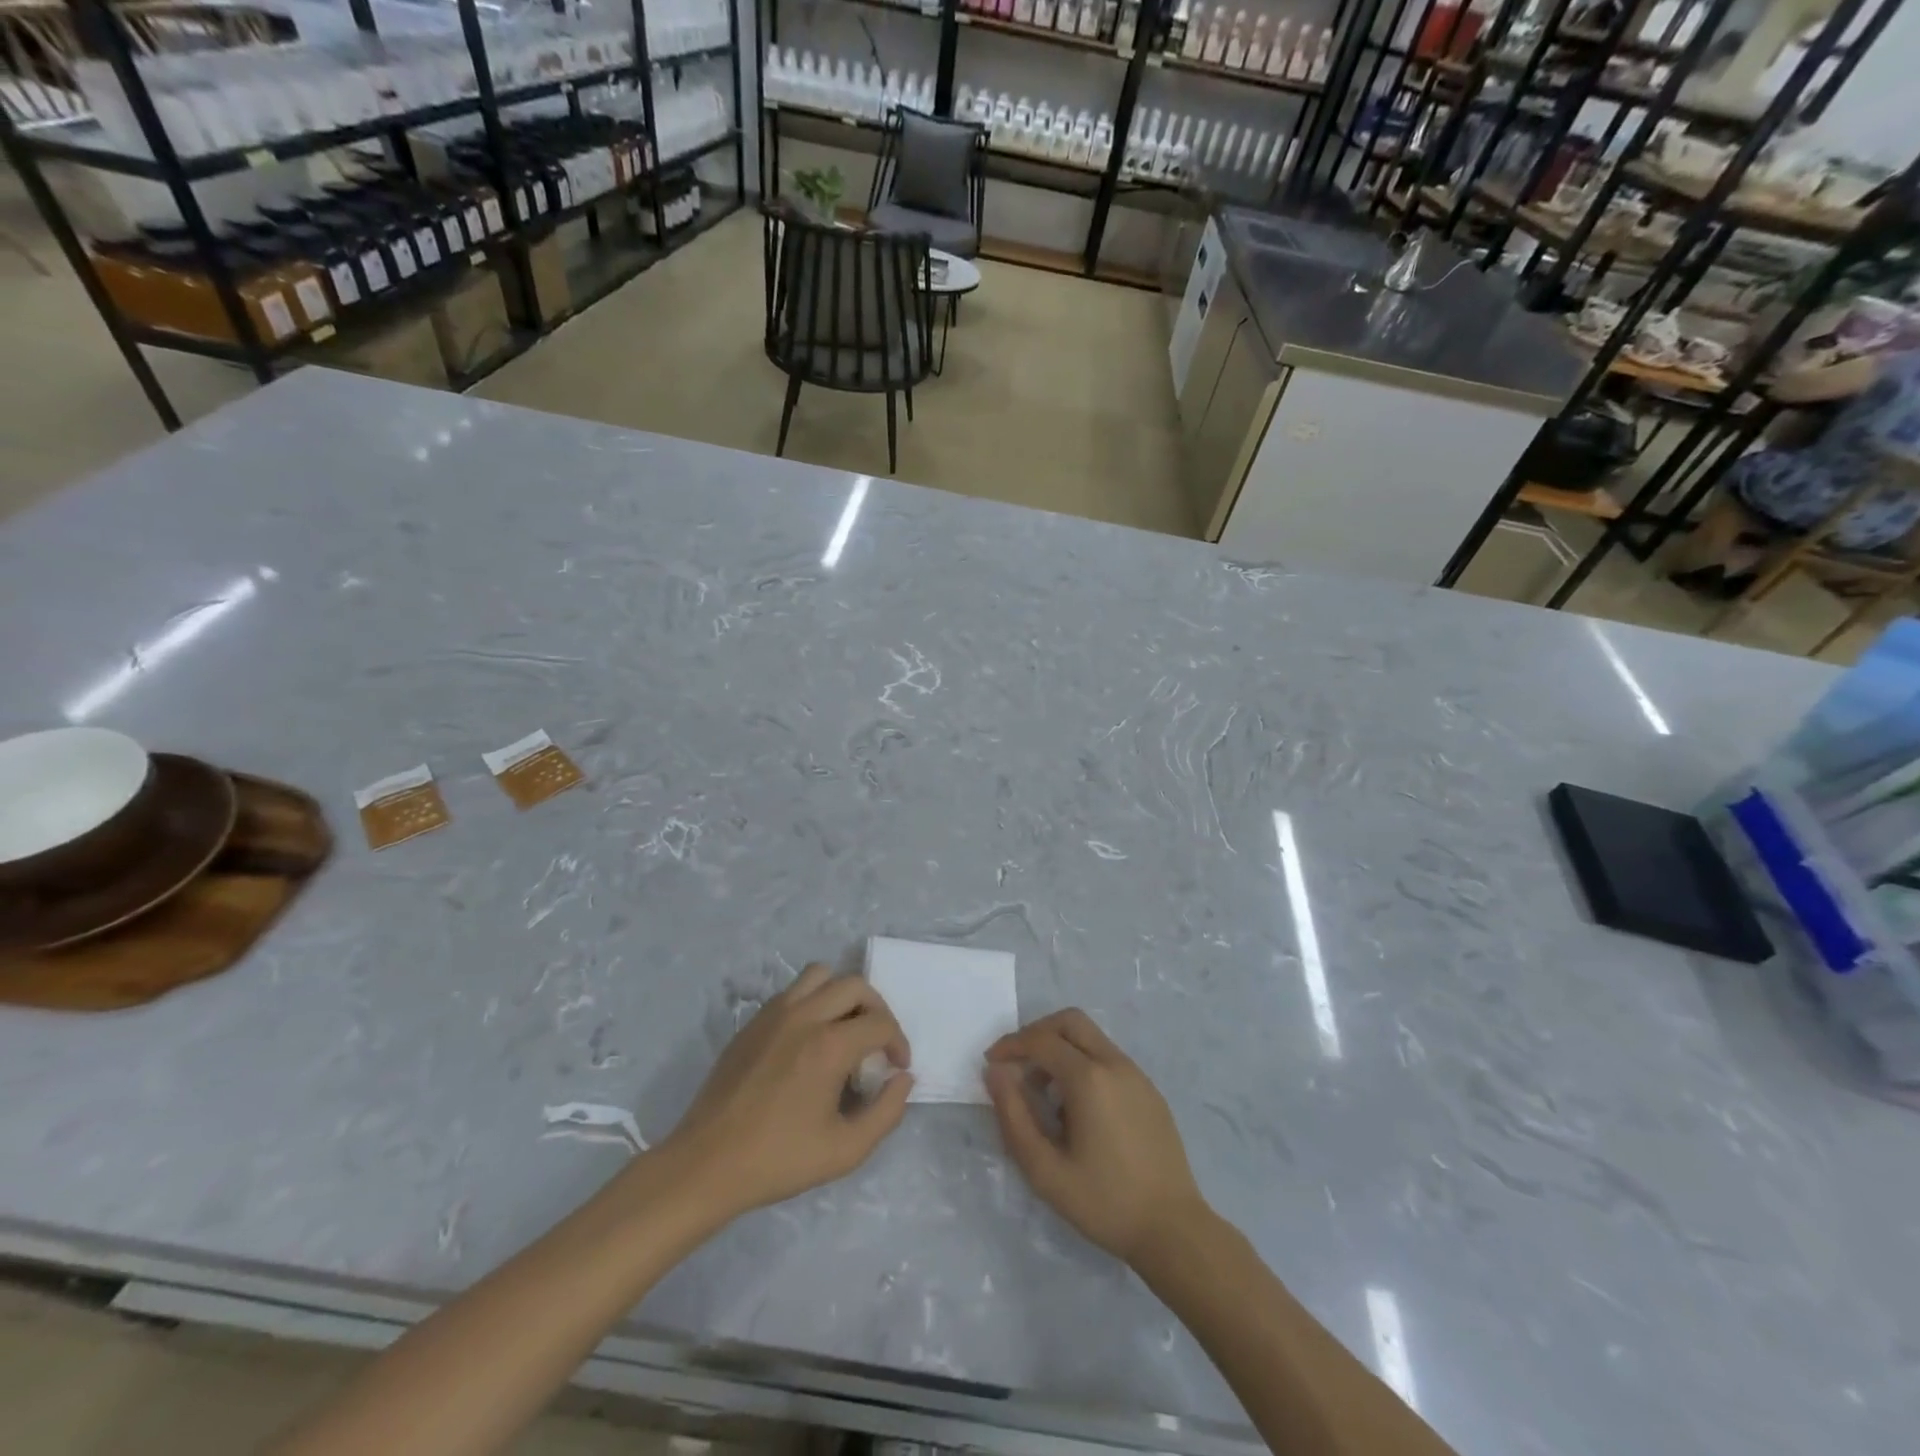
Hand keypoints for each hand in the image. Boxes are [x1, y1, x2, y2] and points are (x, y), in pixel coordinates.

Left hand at [664, 964, 912, 1219]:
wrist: (707, 1164)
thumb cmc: (779, 1160)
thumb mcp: (845, 1150)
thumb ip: (886, 1112)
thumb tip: (903, 1079)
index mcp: (829, 1045)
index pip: (880, 1023)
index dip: (898, 1043)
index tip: (897, 1068)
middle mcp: (805, 1016)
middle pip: (855, 985)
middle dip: (877, 1010)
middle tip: (876, 1043)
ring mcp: (774, 1014)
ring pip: (820, 975)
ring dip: (842, 995)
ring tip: (844, 1028)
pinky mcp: (753, 1021)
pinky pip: (793, 991)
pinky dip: (812, 1001)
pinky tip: (810, 1039)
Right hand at [984, 1008, 1208, 1266]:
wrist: (1173, 1230)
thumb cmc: (1104, 1202)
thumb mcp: (1045, 1170)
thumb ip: (1014, 1116)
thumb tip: (995, 1072)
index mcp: (1089, 1078)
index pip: (1041, 1040)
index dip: (1010, 1045)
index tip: (990, 1063)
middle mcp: (1115, 1063)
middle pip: (1069, 1022)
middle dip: (1037, 1034)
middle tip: (1017, 1064)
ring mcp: (1137, 1075)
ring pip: (1091, 1038)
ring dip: (1061, 1050)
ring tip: (1044, 1095)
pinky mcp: (1149, 1091)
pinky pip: (1108, 1059)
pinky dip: (1084, 1065)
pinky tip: (1077, 1110)